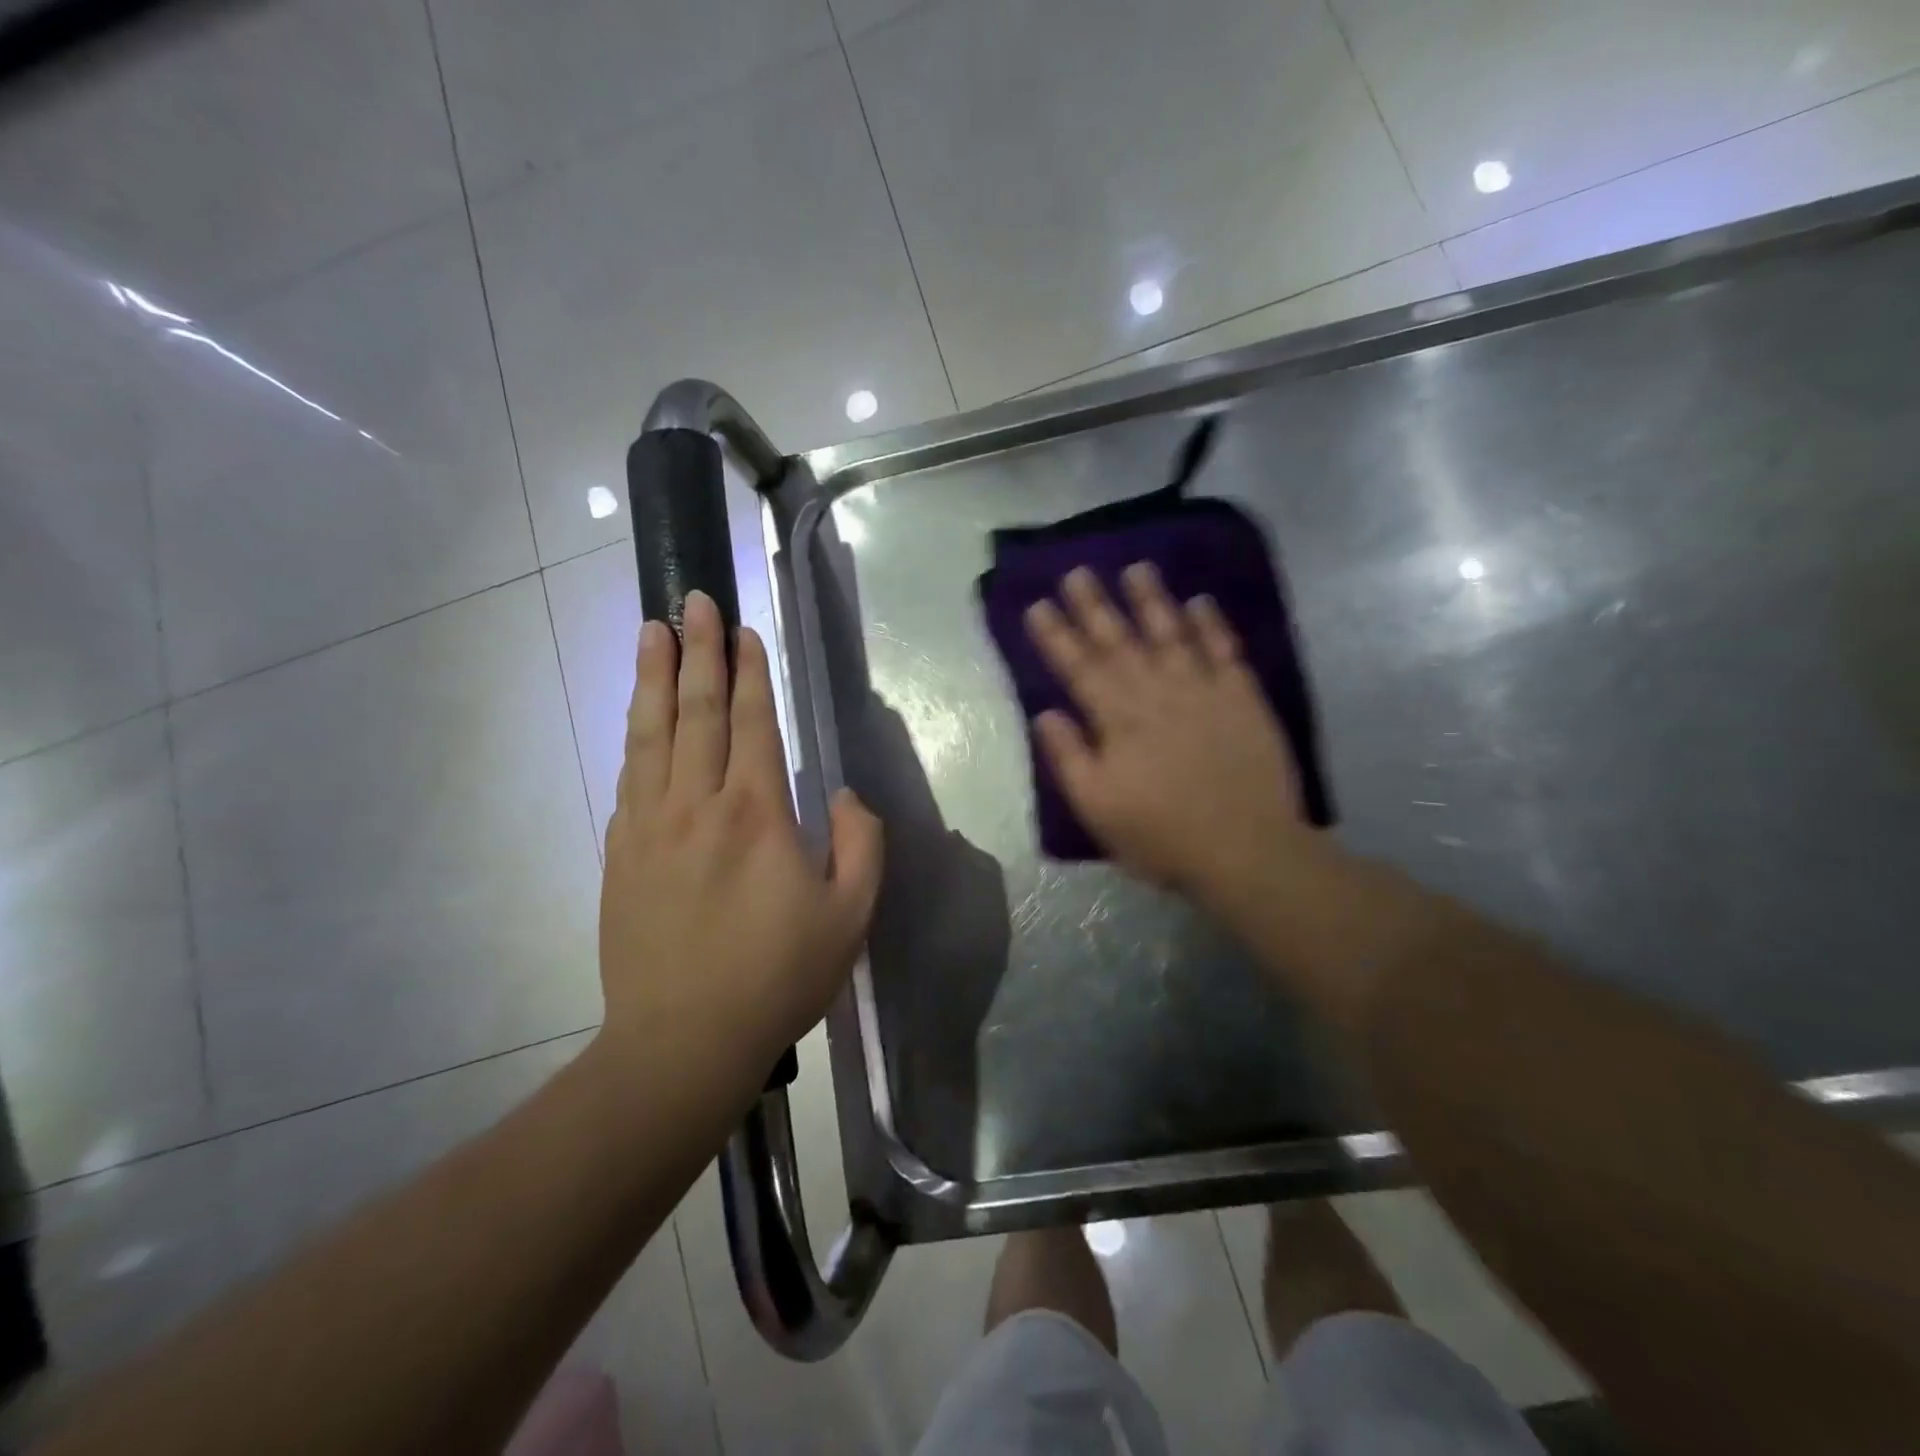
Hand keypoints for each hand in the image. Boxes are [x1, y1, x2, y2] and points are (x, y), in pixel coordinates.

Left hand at [598, 591, 882, 1087]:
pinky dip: (634, 734)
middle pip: (697, 711)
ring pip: (651, 733)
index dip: (750, 673)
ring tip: (650, 630)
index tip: (744, 630)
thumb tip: (843, 794)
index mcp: (758, 813)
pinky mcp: (621, 852)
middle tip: (690, 601)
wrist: (683, 1039)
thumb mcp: (850, 916)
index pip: (754, 723)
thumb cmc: (777, 976)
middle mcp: (699, 803)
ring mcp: (651, 825)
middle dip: (697, 651)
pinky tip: (636, 713)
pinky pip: (629, 776)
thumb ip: (860, 843)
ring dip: (652, 676)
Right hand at [1024, 564, 1309, 904]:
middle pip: (1120, 642)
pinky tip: (1201, 601)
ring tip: (1136, 568)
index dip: (1056, 636)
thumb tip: (1045, 713)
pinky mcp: (1242, 698)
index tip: (1038, 605)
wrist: (1247, 849)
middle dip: (1095, 606)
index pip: (1079, 668)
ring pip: (1171, 634)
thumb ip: (1069, 757)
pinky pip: (1224, 650)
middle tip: (1077, 571)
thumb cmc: (1162, 835)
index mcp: (1117, 720)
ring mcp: (1203, 691)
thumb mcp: (1097, 807)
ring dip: (1152, 600)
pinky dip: (1212, 625)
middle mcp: (1157, 693)